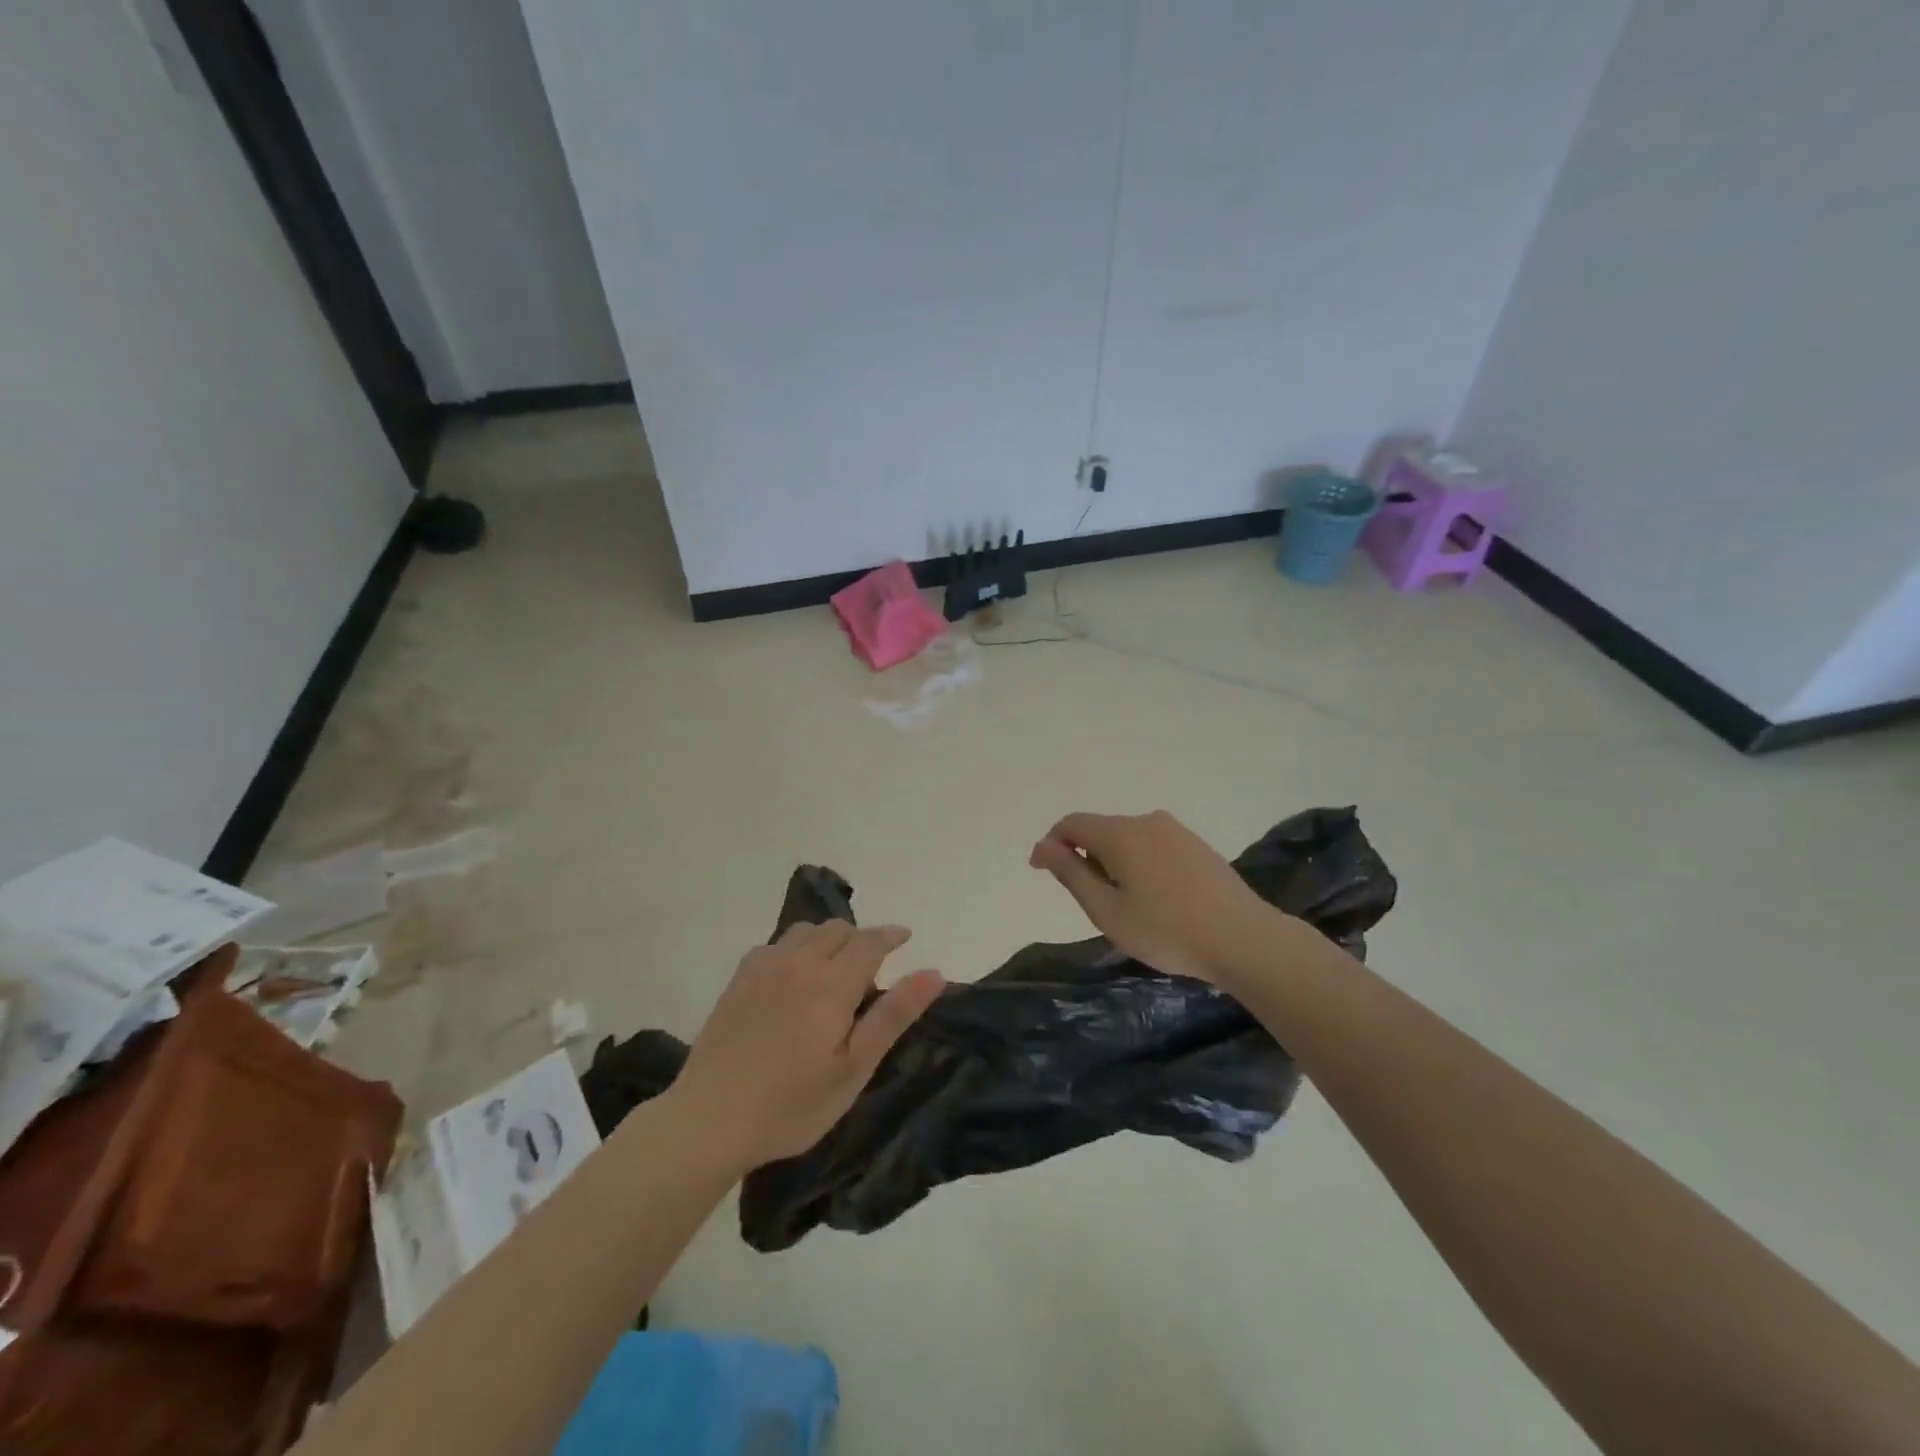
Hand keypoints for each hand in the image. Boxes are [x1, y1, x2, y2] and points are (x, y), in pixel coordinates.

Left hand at [671, 921, 944, 1173]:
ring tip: (834, 967)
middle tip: (872, 967)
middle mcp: (798, 962)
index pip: (870, 941)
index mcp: (832, 982)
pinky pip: (775, 945)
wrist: (708, 1120)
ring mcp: (763, 967)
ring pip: (805, 931)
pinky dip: (796, 948)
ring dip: (828, 938)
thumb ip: (894, 1015)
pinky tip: (792, 976)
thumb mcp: (854, 1068)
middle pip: (838, 929)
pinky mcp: (738, 980)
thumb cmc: (791, 1104)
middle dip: (861, 938)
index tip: (906, 936)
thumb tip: (934, 973)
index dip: (891, 935)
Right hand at [1029, 810, 1281, 987]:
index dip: (1051, 844)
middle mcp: (1146, 821)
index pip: (1071, 824)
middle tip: (1092, 903)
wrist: (1244, 939)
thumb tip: (1043, 846)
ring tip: (1127, 906)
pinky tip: (1156, 899)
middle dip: (1084, 857)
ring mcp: (1176, 831)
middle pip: (1100, 830)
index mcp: (1120, 834)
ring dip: (1113, 862)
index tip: (1042, 873)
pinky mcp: (1197, 845)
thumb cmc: (1166, 931)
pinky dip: (1139, 864)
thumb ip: (1070, 873)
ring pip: (1128, 839)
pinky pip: (1153, 846)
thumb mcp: (1106, 910)